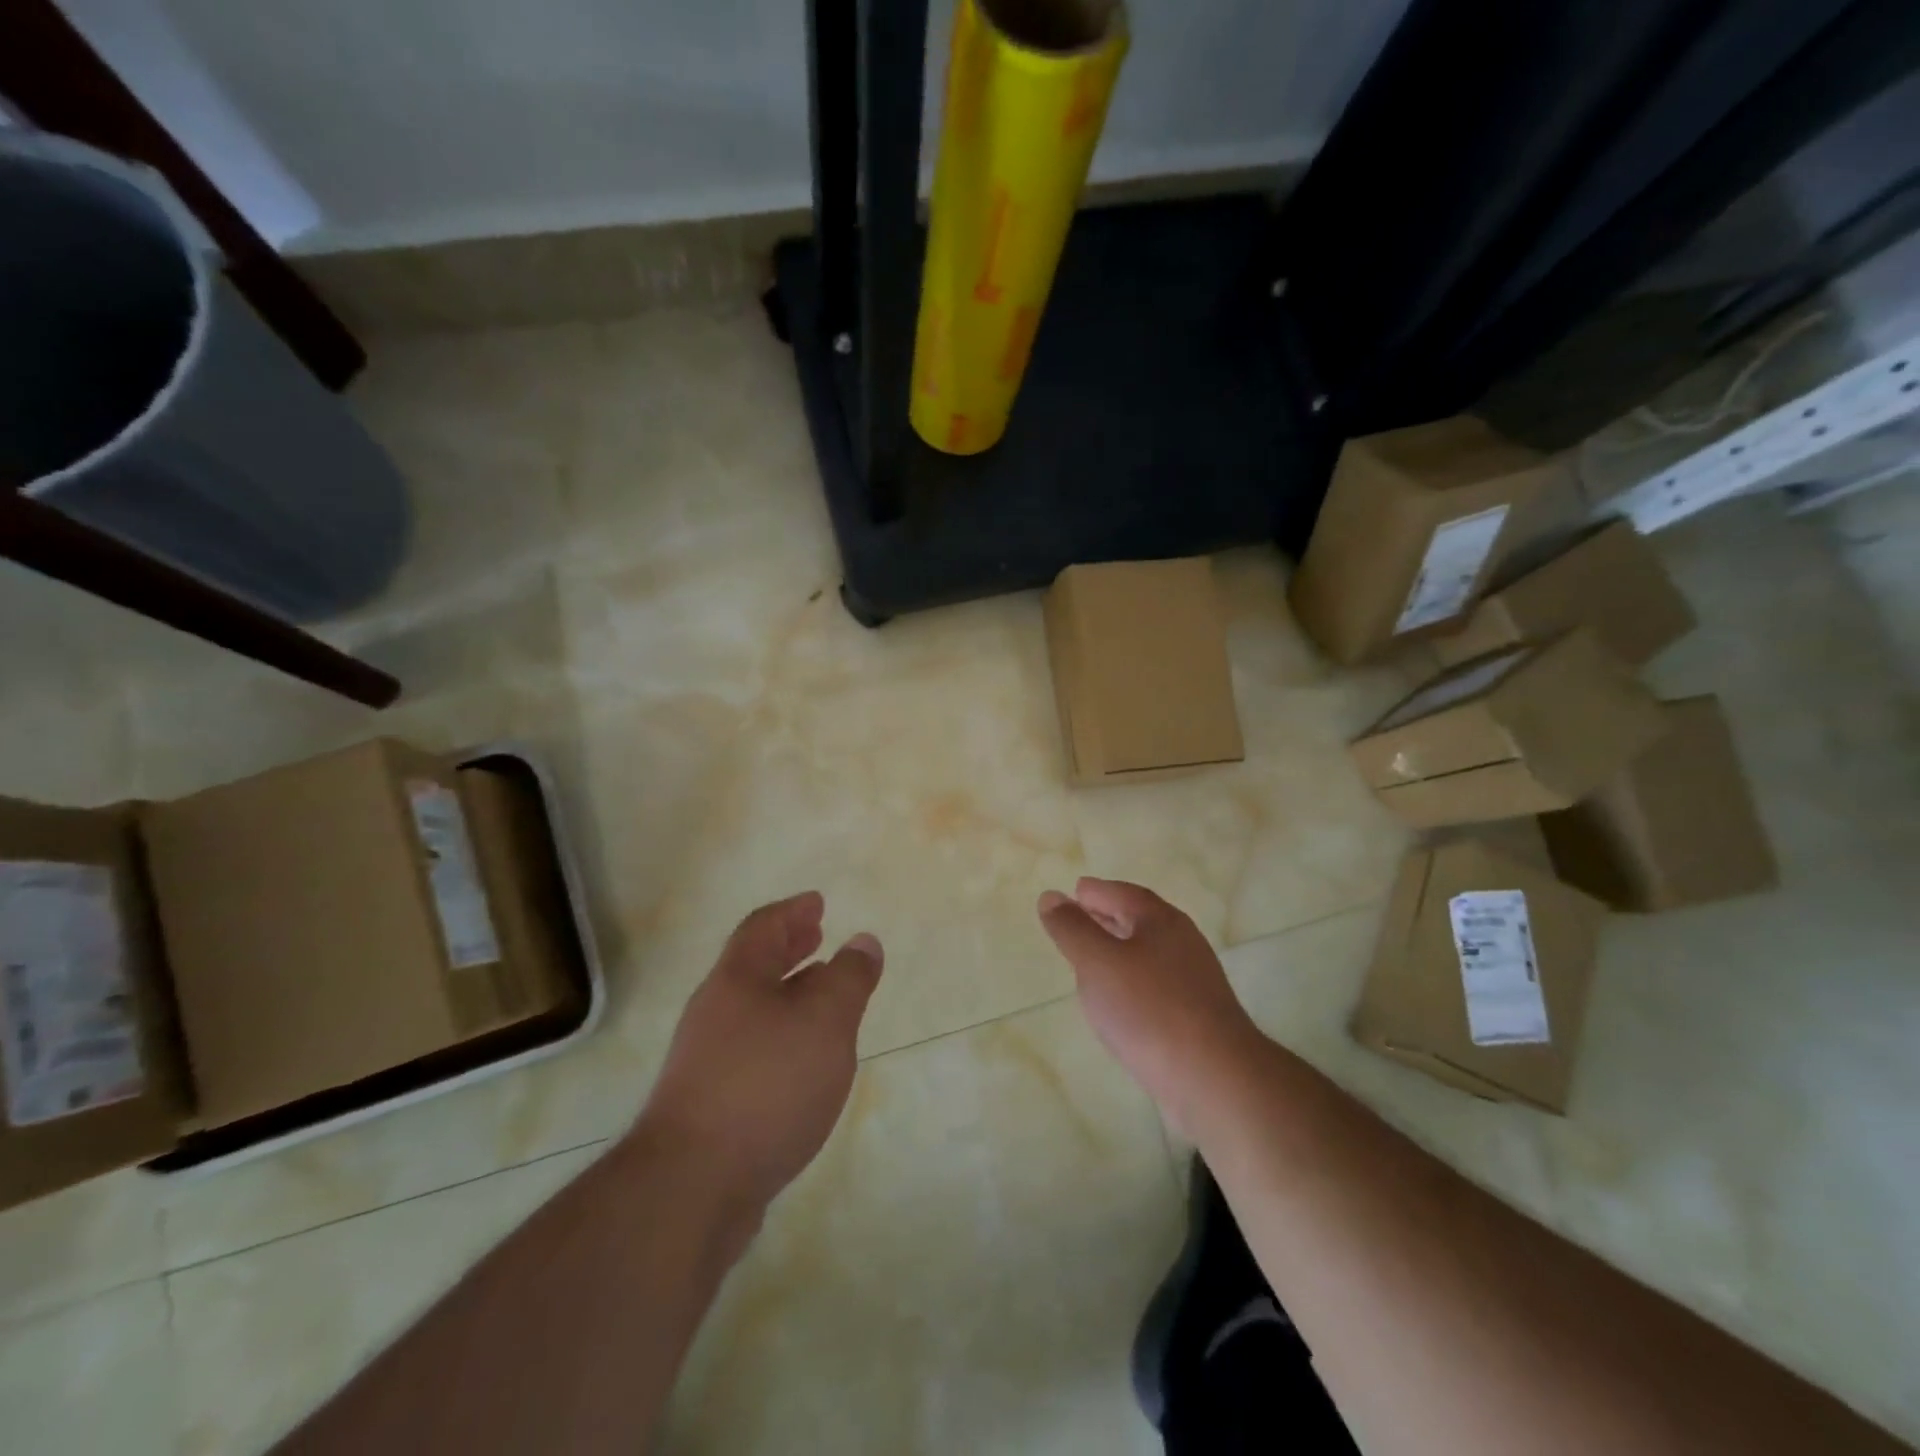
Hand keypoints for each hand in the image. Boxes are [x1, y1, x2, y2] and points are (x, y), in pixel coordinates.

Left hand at [632, 892, 882, 1223]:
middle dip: (788, 948)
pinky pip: (751, 1049)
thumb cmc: (766, 1085)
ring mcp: (705, 1062)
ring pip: (753, 1009)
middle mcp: (715, 1013)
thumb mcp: (825, 1021)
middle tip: (816, 935)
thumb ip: (849, 978)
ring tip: (819, 995)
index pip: (763, 928)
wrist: (690, 1188)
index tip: (817, 903)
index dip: (792, 912)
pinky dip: (781, 1036)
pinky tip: (801, 1062)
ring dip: (787, 993)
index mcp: (737, 981)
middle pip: (753, 966)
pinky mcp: (708, 1107)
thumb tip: (862, 941)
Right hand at [1038, 878, 1261, 1136]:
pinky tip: (1119, 1000)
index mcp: (1161, 921)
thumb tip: (1052, 896)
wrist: (1214, 1078)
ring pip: (1148, 952)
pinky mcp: (1197, 1015)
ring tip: (1091, 959)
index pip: (1123, 894)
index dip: (1097, 892)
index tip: (1075, 892)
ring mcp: (1194, 980)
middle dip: (1108, 916)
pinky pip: (1156, 983)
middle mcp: (1182, 942)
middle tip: (1079, 918)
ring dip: (1119, 949)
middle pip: (1139, 920)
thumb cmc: (1148, 1009)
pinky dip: (1132, 979)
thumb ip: (1072, 928)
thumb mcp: (1097, 962)